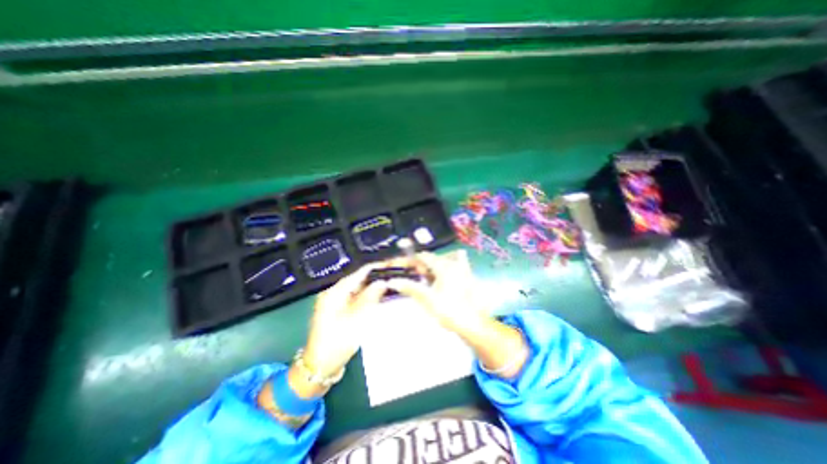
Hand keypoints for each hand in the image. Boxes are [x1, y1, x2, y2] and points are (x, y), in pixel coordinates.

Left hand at [301, 264, 387, 384]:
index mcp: (334, 292)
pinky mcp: (338, 311)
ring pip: (358, 289)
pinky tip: (378, 298)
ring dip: (372, 287)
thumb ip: (370, 297)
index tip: (391, 265)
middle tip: (393, 276)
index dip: (375, 268)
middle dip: (375, 278)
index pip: (358, 273)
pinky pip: (355, 298)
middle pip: (358, 279)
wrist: (320, 367)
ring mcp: (335, 302)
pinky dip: (367, 297)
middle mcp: (334, 293)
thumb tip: (382, 281)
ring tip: (390, 285)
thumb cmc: (337, 341)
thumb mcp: (356, 318)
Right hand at [385, 249, 525, 376]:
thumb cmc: (449, 311)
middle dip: (422, 265)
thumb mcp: (427, 299)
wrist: (472, 324)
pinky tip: (443, 276)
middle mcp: (454, 264)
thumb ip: (410, 288)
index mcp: (444, 267)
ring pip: (443, 263)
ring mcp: (463, 270)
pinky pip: (455, 267)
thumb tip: (392, 281)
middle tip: (413, 274)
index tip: (403, 265)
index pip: (424, 257)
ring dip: (432, 268)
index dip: (412, 259)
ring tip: (425, 278)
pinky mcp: (468, 278)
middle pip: (433, 259)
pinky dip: (446, 270)